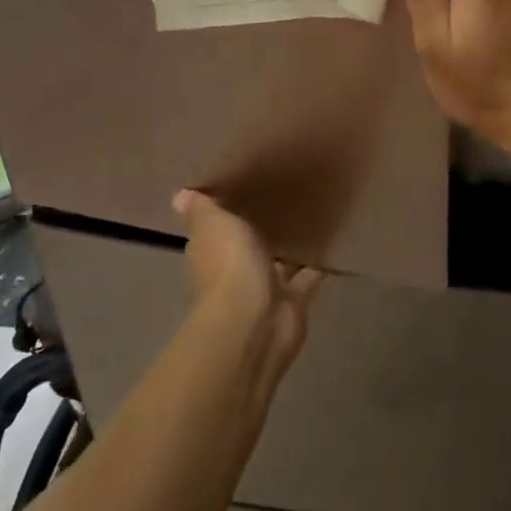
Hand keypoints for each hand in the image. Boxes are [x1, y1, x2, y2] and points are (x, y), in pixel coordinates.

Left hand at [173, 190, 322, 389]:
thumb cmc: (229, 264)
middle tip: (283, 197)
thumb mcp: (212, 223)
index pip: (214, 231)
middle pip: (247, 247)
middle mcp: (234, 273)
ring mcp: (264, 290)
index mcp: (211, 252)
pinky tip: (331, 243)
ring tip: (311, 215)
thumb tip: (179, 195)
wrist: (255, 320)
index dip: (224, 214)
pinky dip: (316, 266)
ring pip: (278, 263)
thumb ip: (200, 209)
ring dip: (288, 249)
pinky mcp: (292, 303)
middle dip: (260, 231)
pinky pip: (306, 278)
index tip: (241, 190)